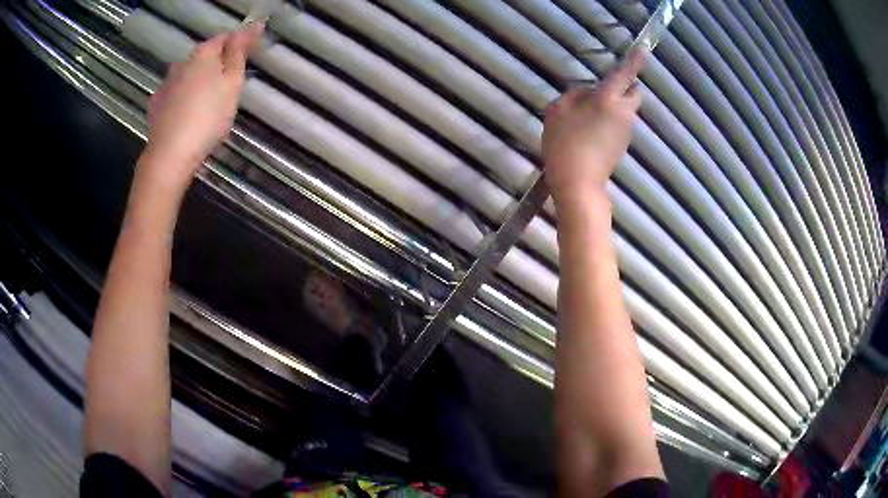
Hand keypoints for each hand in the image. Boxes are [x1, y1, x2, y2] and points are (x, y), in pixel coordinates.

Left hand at [141, 22, 264, 191]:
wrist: (170, 156)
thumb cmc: (207, 117)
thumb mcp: (232, 83)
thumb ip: (240, 52)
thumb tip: (252, 25)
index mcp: (203, 55)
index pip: (224, 38)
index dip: (238, 44)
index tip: (247, 57)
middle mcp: (181, 64)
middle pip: (203, 57)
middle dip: (216, 65)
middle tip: (228, 86)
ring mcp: (165, 86)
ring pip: (187, 76)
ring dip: (197, 82)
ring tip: (207, 103)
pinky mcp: (156, 107)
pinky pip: (173, 95)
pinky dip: (182, 99)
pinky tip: (186, 114)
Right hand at [542, 50, 645, 206]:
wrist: (579, 184)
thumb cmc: (565, 144)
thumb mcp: (557, 111)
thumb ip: (573, 95)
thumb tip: (586, 93)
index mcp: (608, 99)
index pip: (624, 74)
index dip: (634, 61)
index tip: (643, 50)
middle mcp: (624, 113)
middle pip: (634, 92)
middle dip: (625, 86)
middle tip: (601, 91)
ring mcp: (627, 131)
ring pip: (627, 109)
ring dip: (614, 105)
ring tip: (586, 117)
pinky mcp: (624, 145)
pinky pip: (621, 124)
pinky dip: (611, 122)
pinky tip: (590, 133)